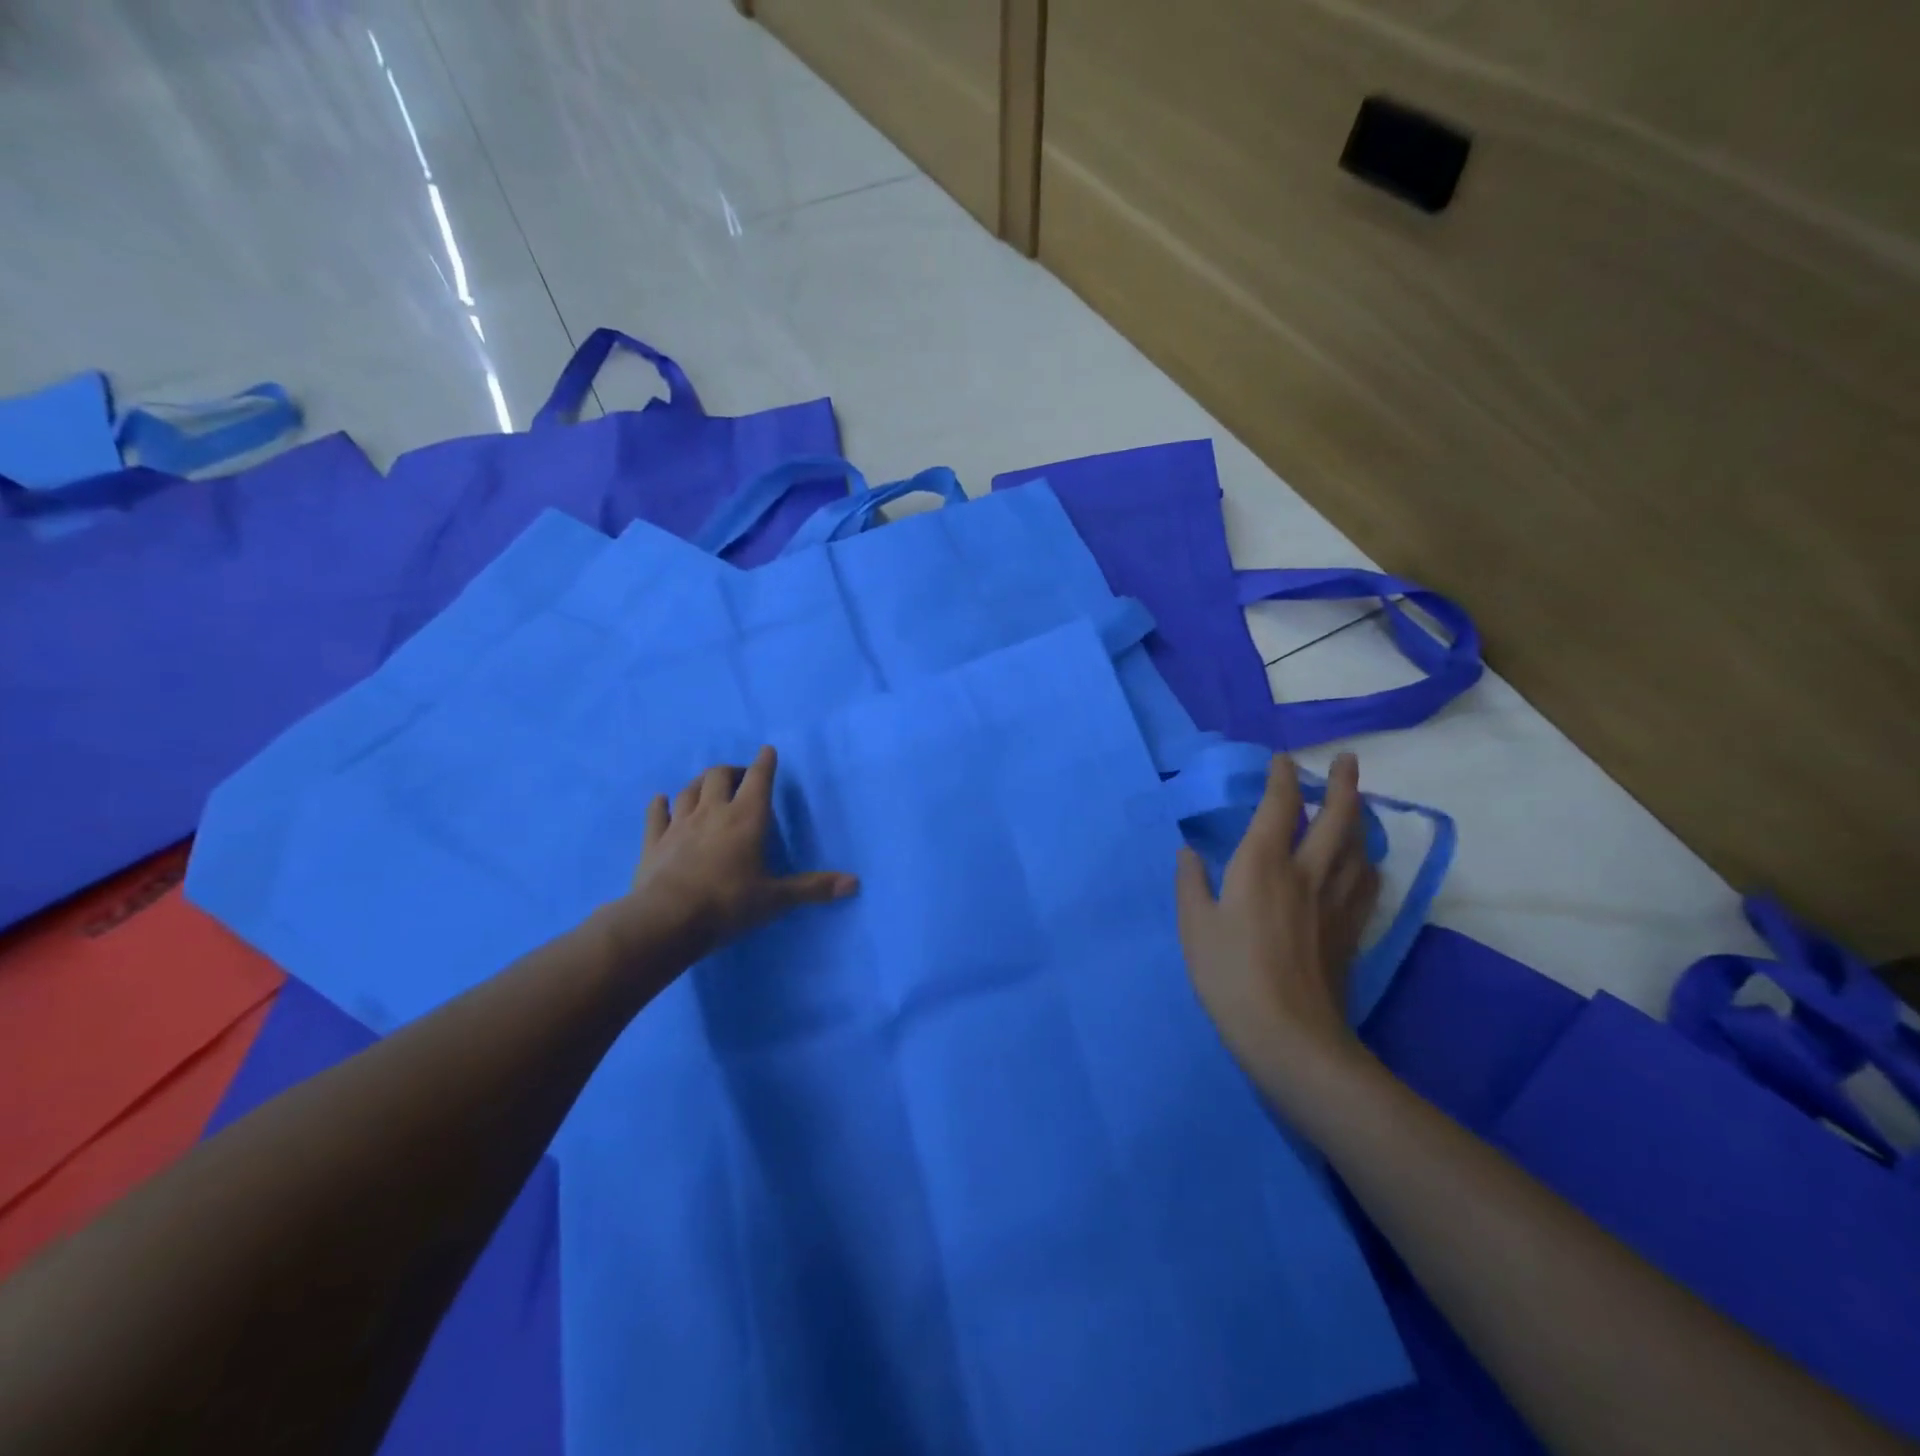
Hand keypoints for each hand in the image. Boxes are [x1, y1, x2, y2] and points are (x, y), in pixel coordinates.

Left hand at [616, 746, 857, 963]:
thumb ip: (813, 888)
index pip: (759, 779)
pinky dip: (661, 804)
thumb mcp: (775, 899)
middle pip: (719, 775)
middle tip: (741, 778)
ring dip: (701, 783)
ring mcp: (679, 825)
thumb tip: (855, 883)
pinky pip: (656, 814)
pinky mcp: (653, 841)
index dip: (765, 763)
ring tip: (709, 787)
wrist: (665, 921)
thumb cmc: (727, 904)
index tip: (768, 751)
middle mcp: (712, 812)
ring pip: (689, 789)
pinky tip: (662, 800)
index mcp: (746, 818)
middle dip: (732, 771)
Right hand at [1175, 752, 1377, 1100]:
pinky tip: (1364, 864)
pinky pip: (1367, 883)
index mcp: (1262, 864)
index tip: (1283, 760)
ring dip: (1360, 818)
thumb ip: (1191, 883)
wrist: (1289, 1035)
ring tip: (1359, 804)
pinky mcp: (1351, 930)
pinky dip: (1367, 862)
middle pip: (1335, 818)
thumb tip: (1188, 852)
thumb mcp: (1193, 926)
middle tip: (1348, 760)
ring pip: (1358, 846)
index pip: (1278, 807)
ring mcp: (1335, 901)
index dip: (1282, 779)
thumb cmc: (1229, 974)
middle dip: (1342, 784)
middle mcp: (1306, 872)